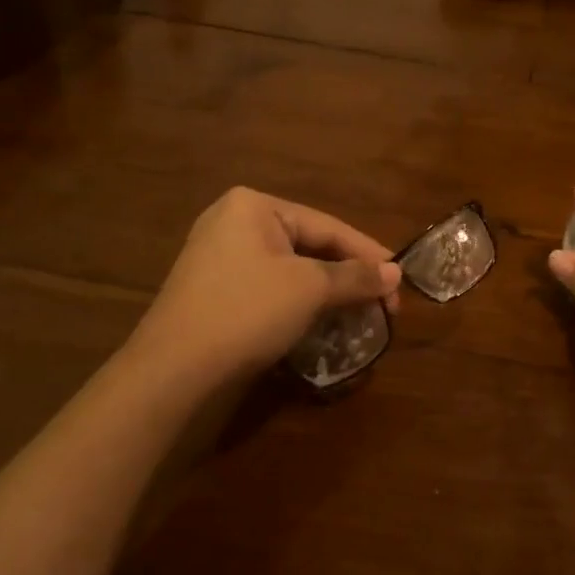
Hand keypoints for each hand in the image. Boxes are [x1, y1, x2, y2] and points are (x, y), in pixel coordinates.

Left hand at [131, 188, 400, 386]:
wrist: (173, 369)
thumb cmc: (247, 311)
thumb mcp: (309, 289)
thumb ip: (355, 276)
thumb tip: (395, 273)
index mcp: (254, 205)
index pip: (328, 226)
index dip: (369, 253)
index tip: (401, 279)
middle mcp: (233, 221)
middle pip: (310, 245)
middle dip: (348, 275)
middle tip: (382, 302)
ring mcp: (219, 256)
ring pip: (290, 268)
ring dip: (327, 291)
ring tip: (358, 313)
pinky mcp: (214, 288)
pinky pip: (269, 285)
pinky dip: (298, 301)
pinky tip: (319, 320)